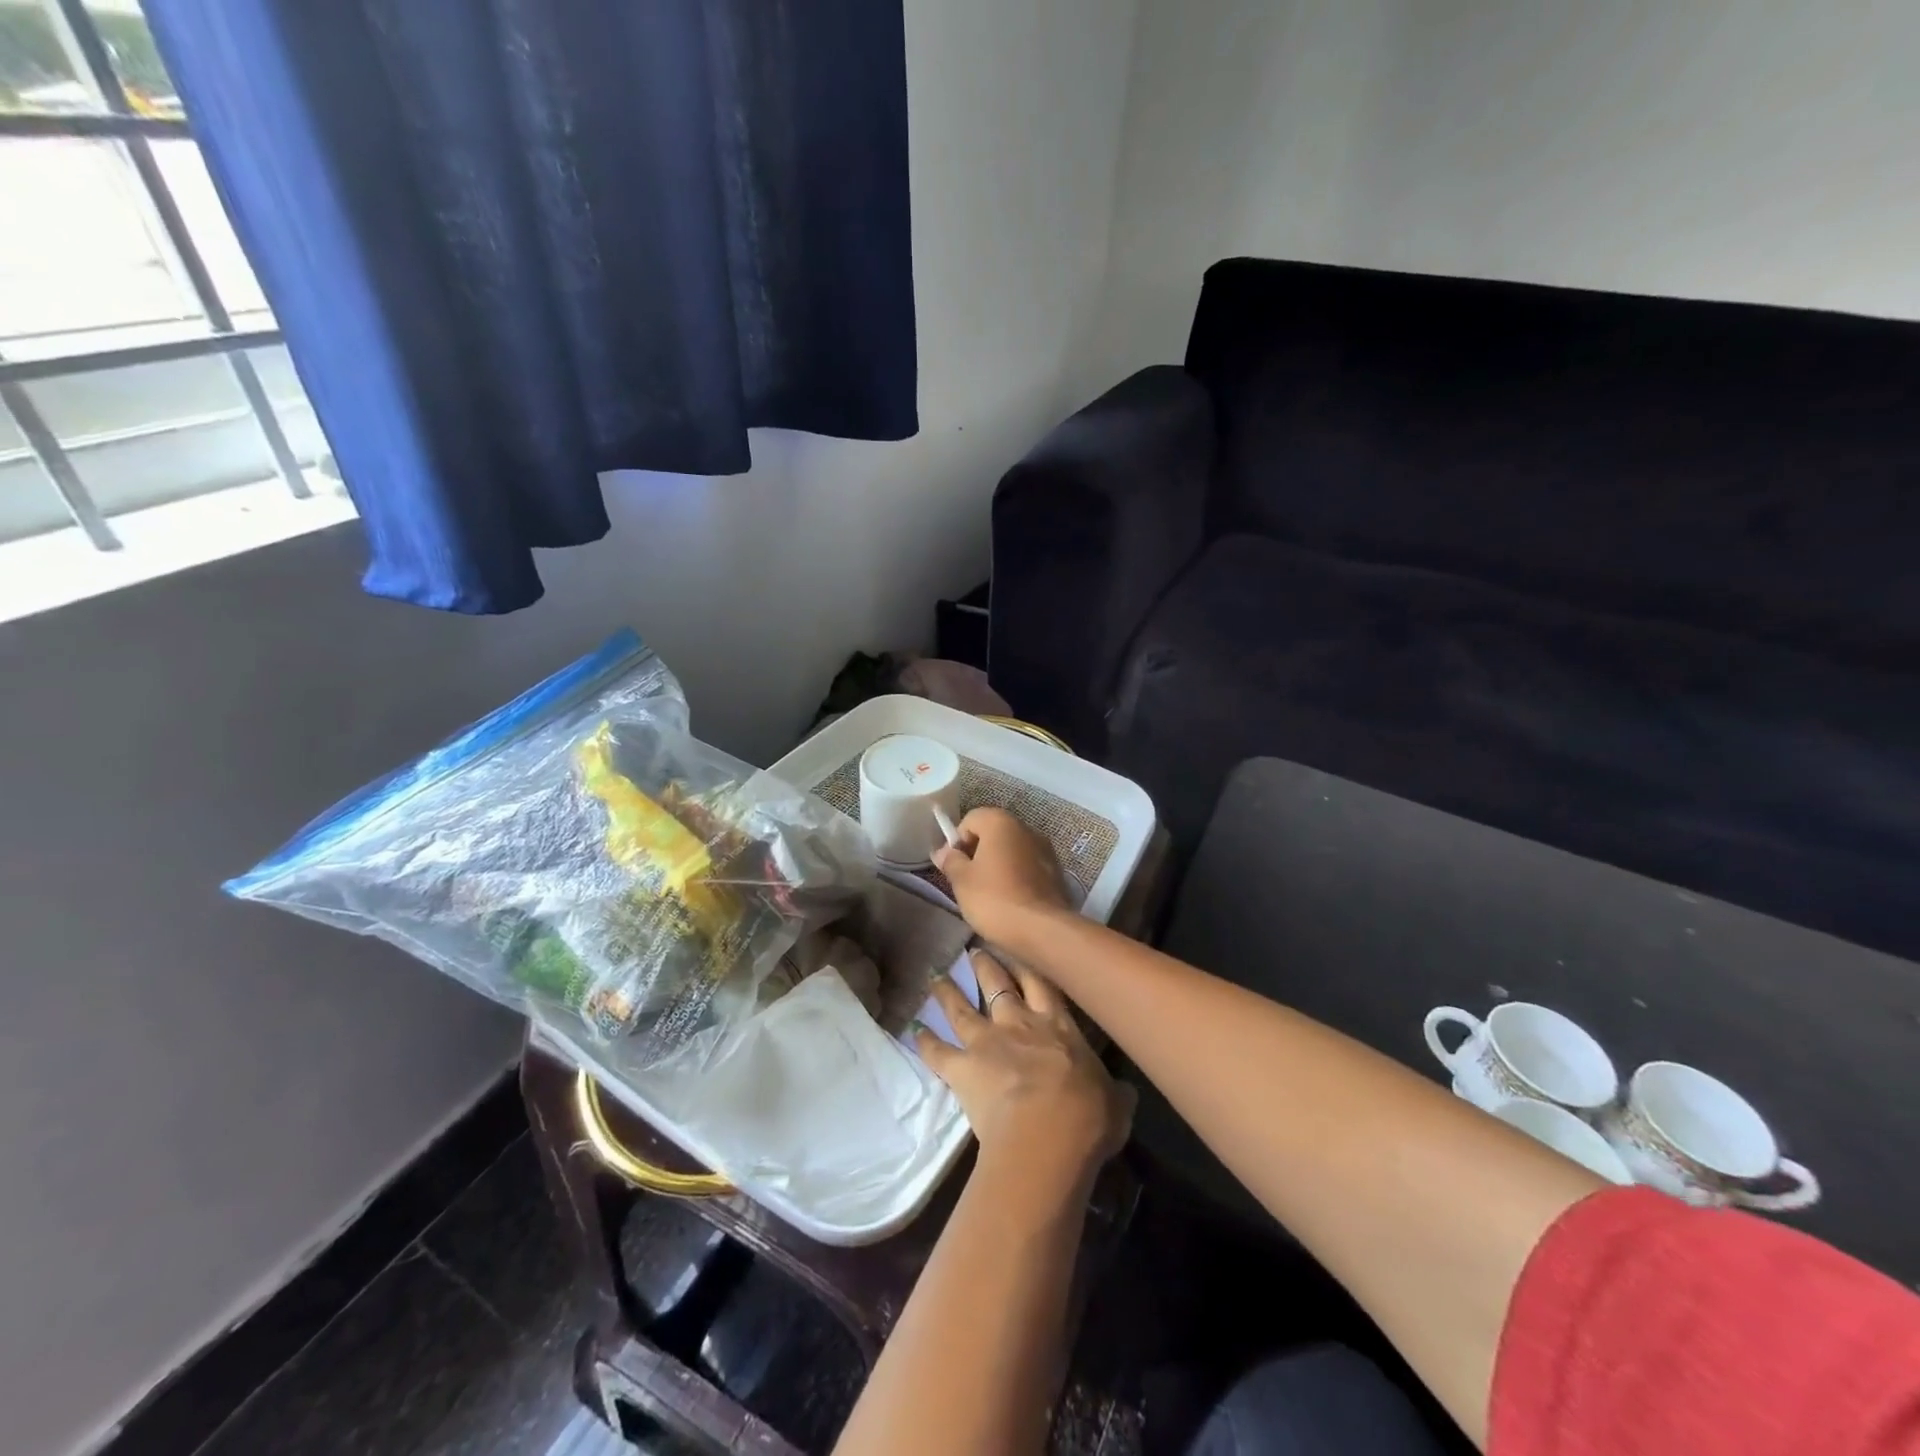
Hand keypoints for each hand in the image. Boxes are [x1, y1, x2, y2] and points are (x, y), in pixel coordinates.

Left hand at [916, 949, 1134, 1194]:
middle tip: (974, 951)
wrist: (1048, 1135)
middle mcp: (1019, 1023)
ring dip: (948, 992)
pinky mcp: (961, 1067)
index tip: (1018, 945)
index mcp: (1058, 1026)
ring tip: (936, 976)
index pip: (1043, 984)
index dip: (1028, 964)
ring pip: (962, 1008)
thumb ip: (1115, 1092)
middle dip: (986, 966)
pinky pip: (937, 1051)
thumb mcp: (1115, 1103)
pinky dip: (924, 1041)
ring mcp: (987, 1041)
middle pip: (999, 984)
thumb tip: (1125, 1092)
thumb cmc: (1089, 1117)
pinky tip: (912, 1030)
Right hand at [932, 808, 1072, 946]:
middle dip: (977, 853)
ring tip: (989, 894)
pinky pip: (1028, 867)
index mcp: (1001, 823)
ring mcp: (1046, 849)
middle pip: (993, 833)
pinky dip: (1017, 877)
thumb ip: (950, 861)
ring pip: (1012, 851)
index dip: (957, 841)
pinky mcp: (1057, 872)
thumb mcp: (962, 881)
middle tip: (968, 881)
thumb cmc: (995, 899)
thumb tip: (944, 852)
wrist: (1043, 930)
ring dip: (998, 865)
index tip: (953, 866)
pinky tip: (1010, 901)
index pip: (971, 819)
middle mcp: (1026, 828)